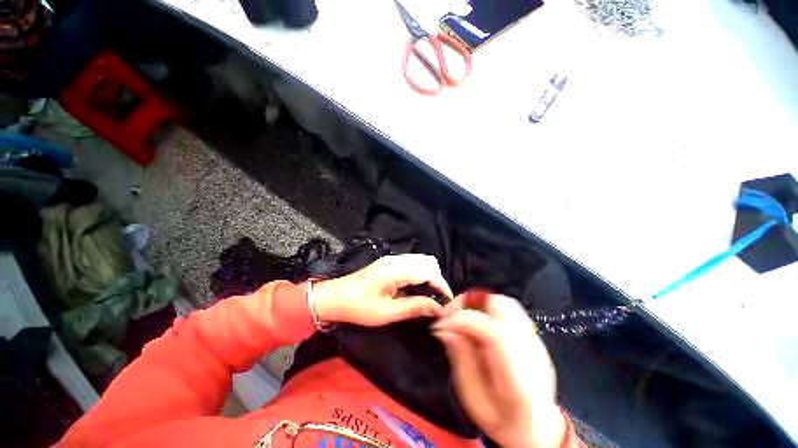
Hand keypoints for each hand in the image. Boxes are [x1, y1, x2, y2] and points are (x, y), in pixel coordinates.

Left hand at [312, 254, 453, 326]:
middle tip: (436, 300)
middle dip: (437, 280)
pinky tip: (417, 290)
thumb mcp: (388, 312)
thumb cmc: (359, 307)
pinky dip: (420, 275)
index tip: (447, 304)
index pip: (429, 271)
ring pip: (421, 262)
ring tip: (429, 296)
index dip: (442, 286)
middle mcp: (397, 260)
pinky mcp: (389, 264)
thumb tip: (439, 308)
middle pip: (428, 262)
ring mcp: (393, 260)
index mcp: (396, 269)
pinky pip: (412, 265)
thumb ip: (415, 307)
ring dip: (429, 277)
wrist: (334, 298)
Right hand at [432, 291, 565, 447]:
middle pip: (502, 306)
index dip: (462, 319)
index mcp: (520, 378)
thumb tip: (444, 328)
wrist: (536, 428)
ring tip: (463, 315)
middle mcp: (533, 353)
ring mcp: (536, 342)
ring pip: (506, 303)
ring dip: (481, 303)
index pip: (492, 331)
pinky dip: (489, 309)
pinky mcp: (533, 337)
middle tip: (452, 314)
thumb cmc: (501, 420)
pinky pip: (509, 311)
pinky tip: (478, 322)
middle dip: (471, 303)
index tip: (440, 323)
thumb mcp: (472, 397)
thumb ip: (460, 359)